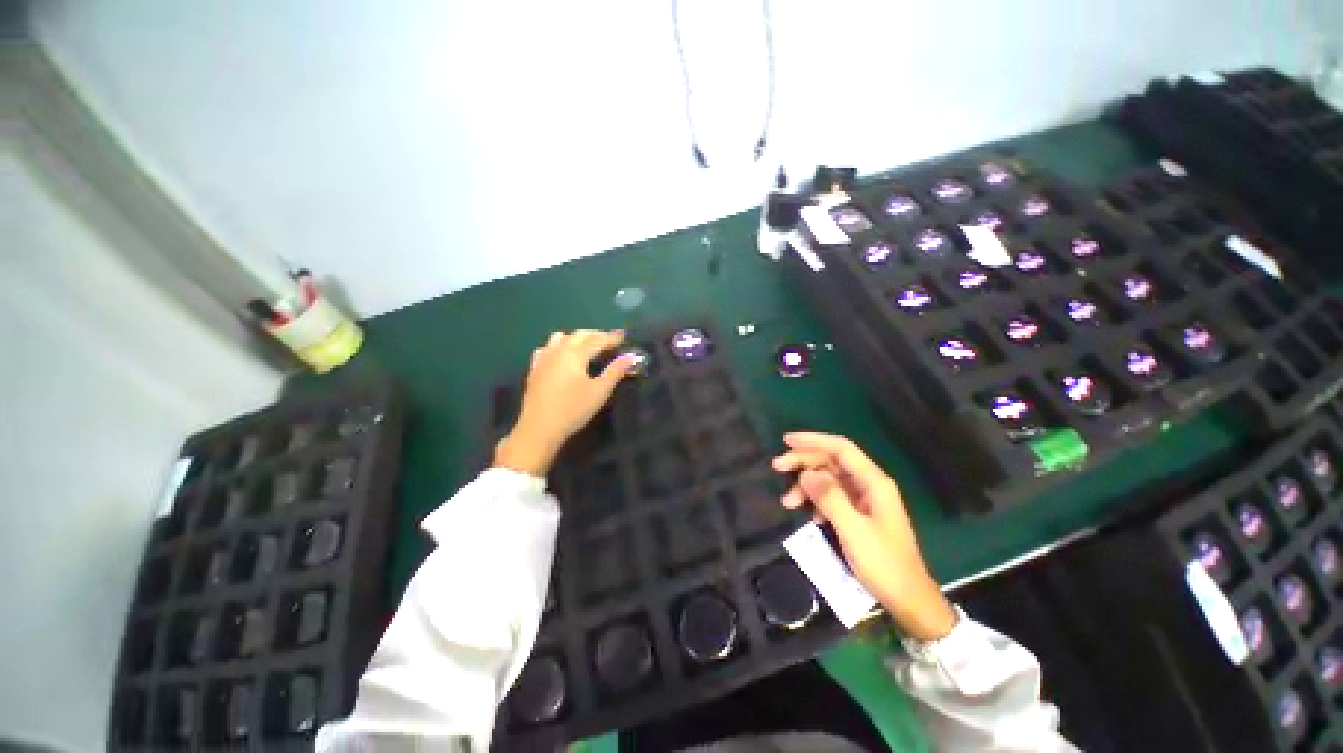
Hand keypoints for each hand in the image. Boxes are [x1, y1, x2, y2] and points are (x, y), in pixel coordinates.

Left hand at [494, 330, 635, 476]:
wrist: (539, 428)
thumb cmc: (573, 409)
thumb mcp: (599, 391)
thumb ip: (615, 371)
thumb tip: (631, 356)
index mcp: (575, 354)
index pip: (597, 340)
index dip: (611, 338)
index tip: (624, 337)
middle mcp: (558, 350)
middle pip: (579, 335)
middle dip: (596, 335)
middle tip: (610, 340)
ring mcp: (543, 358)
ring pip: (560, 338)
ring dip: (576, 338)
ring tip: (587, 346)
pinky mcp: (534, 369)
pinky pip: (547, 348)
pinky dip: (558, 346)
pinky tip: (562, 356)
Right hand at [772, 432, 956, 640]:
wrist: (908, 600)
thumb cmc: (884, 564)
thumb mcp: (853, 530)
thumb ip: (829, 498)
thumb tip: (805, 473)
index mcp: (873, 482)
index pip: (840, 448)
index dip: (813, 440)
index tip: (786, 440)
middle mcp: (868, 485)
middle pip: (831, 461)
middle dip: (803, 462)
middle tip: (776, 467)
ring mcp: (863, 499)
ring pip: (828, 479)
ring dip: (806, 485)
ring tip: (787, 502)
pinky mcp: (858, 514)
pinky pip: (831, 497)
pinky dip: (815, 501)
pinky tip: (808, 516)